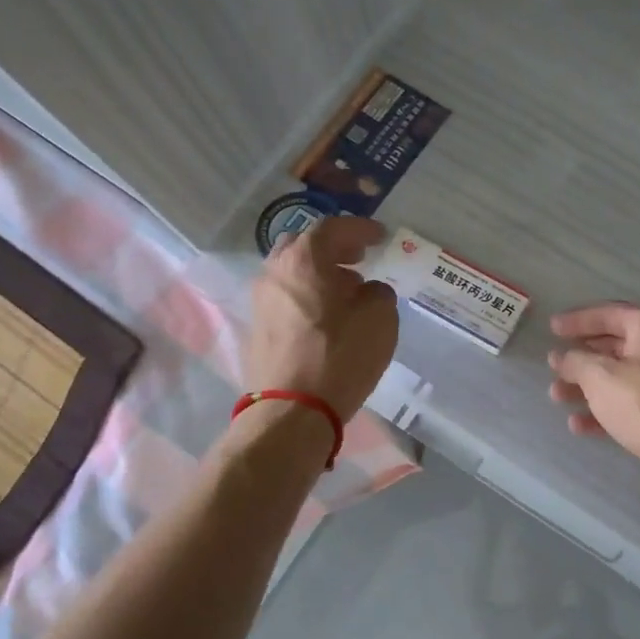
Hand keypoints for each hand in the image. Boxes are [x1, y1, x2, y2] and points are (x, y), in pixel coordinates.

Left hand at [243, 216, 398, 420]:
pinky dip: (308, 296)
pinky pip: (287, 298)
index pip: (332, 228)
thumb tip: (367, 291)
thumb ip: (378, 292)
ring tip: (348, 290)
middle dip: (333, 247)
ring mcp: (261, 302)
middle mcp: (275, 273)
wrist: (293, 410)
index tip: (380, 236)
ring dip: (320, 274)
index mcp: (303, 260)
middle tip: (359, 256)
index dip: (359, 228)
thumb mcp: (380, 318)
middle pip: (303, 245)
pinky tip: (329, 316)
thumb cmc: (340, 355)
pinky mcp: (258, 329)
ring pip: (292, 273)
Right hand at [547, 304, 639, 513]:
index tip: (552, 329)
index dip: (577, 320)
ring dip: (588, 387)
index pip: (608, 313)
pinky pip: (631, 405)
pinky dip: (605, 411)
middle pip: (615, 346)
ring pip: (621, 378)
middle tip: (553, 367)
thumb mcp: (601, 377)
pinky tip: (579, 425)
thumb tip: (561, 356)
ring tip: (557, 396)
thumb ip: (576, 362)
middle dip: (581, 358)